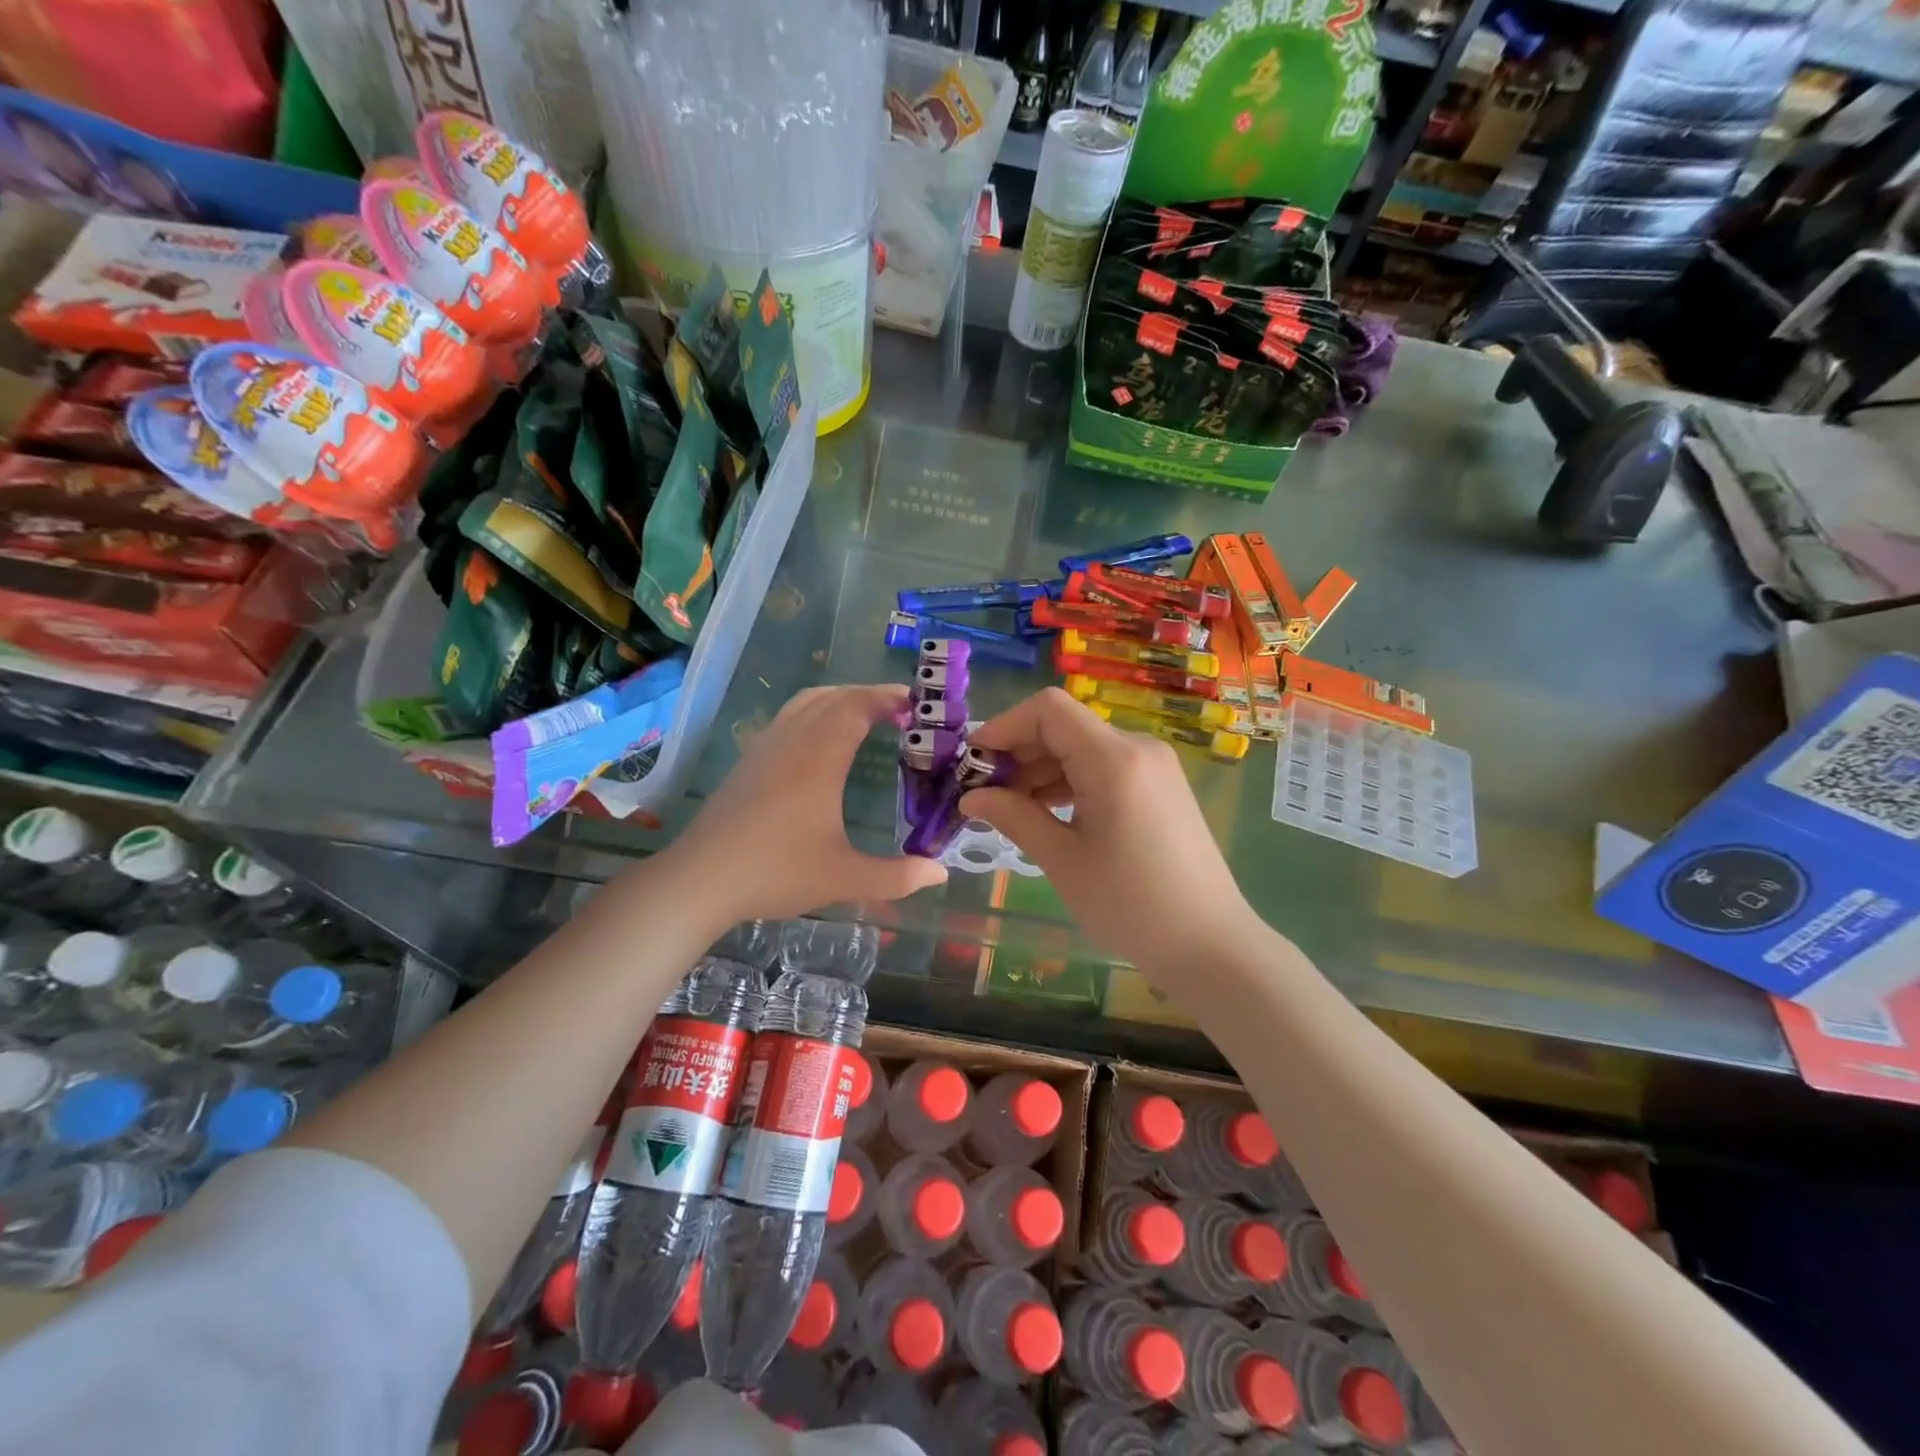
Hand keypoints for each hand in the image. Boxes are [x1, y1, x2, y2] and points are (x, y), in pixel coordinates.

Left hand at [662, 684, 947, 925]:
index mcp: (818, 759)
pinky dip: (815, 712)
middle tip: (901, 711)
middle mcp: (792, 741)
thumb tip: (941, 874)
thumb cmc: (775, 873)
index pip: (856, 706)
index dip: (887, 698)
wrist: (700, 880)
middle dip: (869, 695)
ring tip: (866, 717)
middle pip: (833, 696)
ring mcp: (765, 747)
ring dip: (840, 699)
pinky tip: (821, 742)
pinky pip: (788, 717)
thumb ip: (896, 877)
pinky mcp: (748, 761)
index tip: (916, 706)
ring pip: (805, 702)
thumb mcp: (843, 879)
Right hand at [960, 688, 1254, 971]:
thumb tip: (970, 797)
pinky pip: (1104, 766)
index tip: (974, 763)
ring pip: (1083, 747)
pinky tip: (1047, 812)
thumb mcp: (1062, 861)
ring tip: (1010, 808)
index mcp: (1114, 759)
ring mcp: (1154, 765)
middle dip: (1018, 752)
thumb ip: (1014, 817)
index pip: (1048, 709)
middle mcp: (1137, 748)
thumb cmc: (1130, 906)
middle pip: (1064, 726)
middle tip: (984, 794)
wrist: (1210, 944)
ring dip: (1042, 769)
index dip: (1004, 726)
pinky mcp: (1160, 786)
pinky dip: (1070, 781)